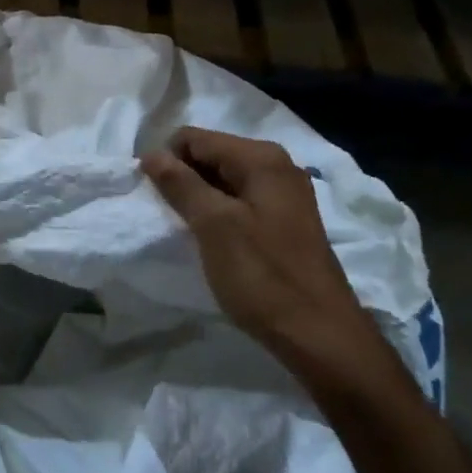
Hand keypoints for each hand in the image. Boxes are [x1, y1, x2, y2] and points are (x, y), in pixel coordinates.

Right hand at [140, 127, 387, 389]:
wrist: (319, 334)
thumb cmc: (262, 276)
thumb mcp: (213, 226)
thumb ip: (180, 184)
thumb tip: (151, 154)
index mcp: (261, 158)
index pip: (195, 138)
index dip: (167, 161)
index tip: (153, 196)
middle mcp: (277, 166)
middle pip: (211, 155)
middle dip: (184, 178)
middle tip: (170, 216)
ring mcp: (285, 194)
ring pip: (224, 180)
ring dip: (200, 199)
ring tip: (189, 231)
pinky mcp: (286, 221)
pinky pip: (241, 201)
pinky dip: (220, 214)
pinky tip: (214, 241)